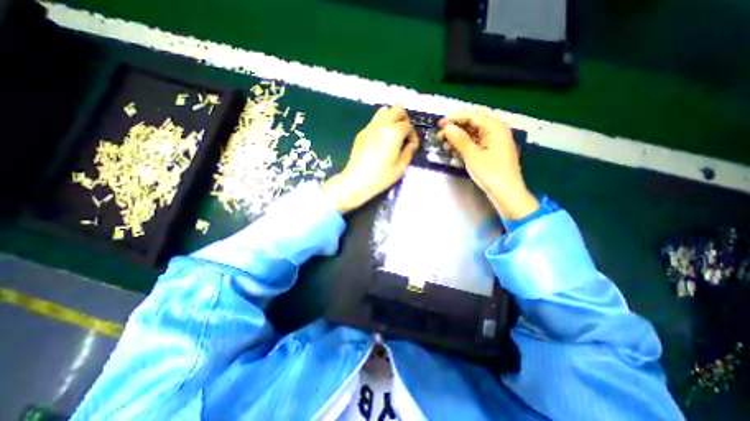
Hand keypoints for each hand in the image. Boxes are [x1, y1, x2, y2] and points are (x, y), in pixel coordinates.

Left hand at [322, 105, 416, 213]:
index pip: (408, 125)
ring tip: (393, 133)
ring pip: (384, 111)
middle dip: (404, 119)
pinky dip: (381, 125)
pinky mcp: (362, 133)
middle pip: (397, 109)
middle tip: (404, 134)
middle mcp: (382, 125)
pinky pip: (374, 121)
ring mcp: (370, 127)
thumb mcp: (401, 167)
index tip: (411, 146)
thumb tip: (412, 144)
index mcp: (394, 133)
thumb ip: (409, 152)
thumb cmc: (381, 176)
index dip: (412, 135)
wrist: (357, 181)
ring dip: (392, 118)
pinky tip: (381, 140)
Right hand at [434, 111, 538, 219]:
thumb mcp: (472, 155)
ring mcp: (494, 141)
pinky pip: (475, 143)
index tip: (439, 124)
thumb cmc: (490, 172)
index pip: (471, 116)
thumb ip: (459, 139)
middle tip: (439, 137)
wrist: (506, 193)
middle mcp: (496, 130)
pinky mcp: (491, 151)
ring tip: (444, 146)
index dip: (454, 118)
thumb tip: (447, 127)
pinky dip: (464, 146)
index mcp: (494, 127)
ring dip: (457, 138)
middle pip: (472, 124)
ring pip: (472, 134)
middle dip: (454, 129)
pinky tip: (453, 151)